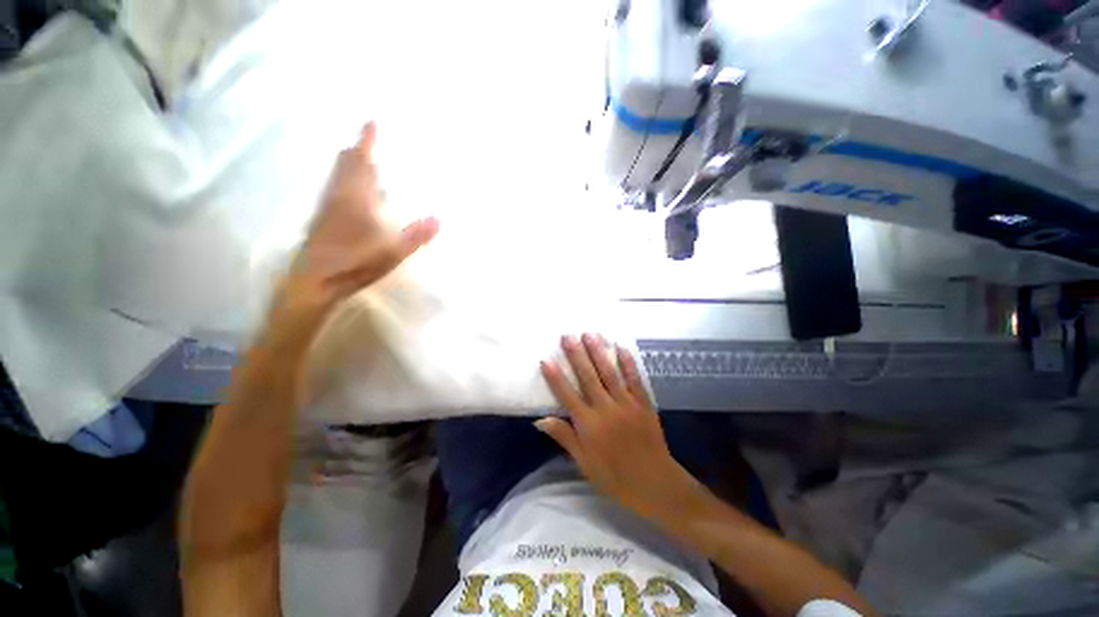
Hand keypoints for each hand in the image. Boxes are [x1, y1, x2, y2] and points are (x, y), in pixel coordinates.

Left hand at [272, 122, 438, 324]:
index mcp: (355, 198)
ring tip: (366, 164)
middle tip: (370, 142)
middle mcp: (338, 196)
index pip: (361, 161)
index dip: (367, 141)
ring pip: (338, 176)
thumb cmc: (354, 263)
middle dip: (358, 150)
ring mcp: (327, 208)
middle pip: (345, 164)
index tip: (372, 121)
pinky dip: (346, 181)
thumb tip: (439, 218)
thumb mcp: (392, 252)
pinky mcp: (322, 220)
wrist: (314, 282)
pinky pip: (335, 189)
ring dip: (351, 165)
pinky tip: (356, 195)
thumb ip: (416, 235)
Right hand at [537, 334, 702, 522]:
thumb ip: (564, 437)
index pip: (567, 395)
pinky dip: (628, 362)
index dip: (555, 377)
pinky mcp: (644, 403)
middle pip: (588, 377)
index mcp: (588, 425)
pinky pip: (635, 379)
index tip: (546, 359)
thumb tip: (540, 420)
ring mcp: (626, 403)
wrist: (655, 484)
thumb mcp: (584, 463)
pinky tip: (621, 348)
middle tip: (568, 336)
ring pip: (610, 373)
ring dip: (599, 352)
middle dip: (576, 355)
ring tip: (590, 334)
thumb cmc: (615, 477)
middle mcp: (605, 409)